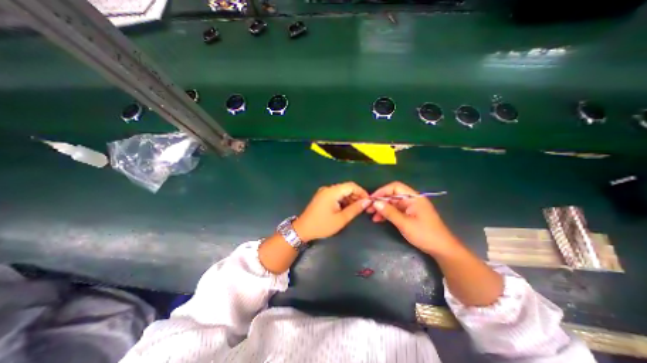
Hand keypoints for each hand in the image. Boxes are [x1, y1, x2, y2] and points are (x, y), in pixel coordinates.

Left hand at [294, 181, 367, 242]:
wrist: (303, 229)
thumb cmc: (322, 225)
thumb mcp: (341, 219)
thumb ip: (355, 209)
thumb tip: (367, 202)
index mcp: (332, 192)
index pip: (351, 186)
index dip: (361, 192)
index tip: (368, 201)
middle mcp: (328, 189)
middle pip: (346, 188)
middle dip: (356, 196)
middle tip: (363, 207)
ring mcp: (324, 192)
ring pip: (341, 191)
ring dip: (350, 198)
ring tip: (356, 209)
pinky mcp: (322, 196)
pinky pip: (335, 195)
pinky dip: (342, 200)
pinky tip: (346, 208)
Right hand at [364, 180, 458, 254]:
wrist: (442, 249)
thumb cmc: (425, 234)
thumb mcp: (405, 223)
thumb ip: (389, 212)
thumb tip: (375, 202)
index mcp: (413, 198)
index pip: (395, 187)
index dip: (382, 191)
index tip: (372, 199)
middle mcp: (412, 200)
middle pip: (392, 195)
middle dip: (380, 201)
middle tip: (368, 208)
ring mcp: (411, 207)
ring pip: (392, 203)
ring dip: (382, 208)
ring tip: (371, 215)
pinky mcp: (410, 214)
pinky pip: (396, 210)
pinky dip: (387, 213)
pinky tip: (379, 219)